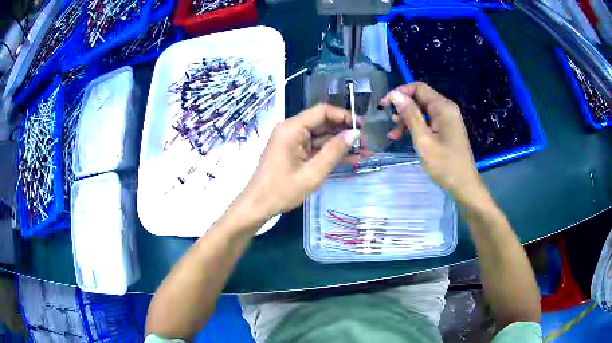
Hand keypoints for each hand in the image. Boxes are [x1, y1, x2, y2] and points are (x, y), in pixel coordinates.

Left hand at [239, 104, 359, 220]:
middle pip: (322, 122)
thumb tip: (355, 133)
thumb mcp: (312, 173)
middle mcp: (291, 129)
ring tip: (362, 152)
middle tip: (365, 143)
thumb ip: (334, 152)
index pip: (322, 111)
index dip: (344, 116)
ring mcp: (292, 141)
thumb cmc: (281, 191)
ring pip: (321, 136)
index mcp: (292, 129)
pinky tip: (349, 159)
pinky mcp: (293, 151)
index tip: (362, 127)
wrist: (257, 206)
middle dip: (344, 131)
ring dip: (340, 144)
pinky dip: (329, 152)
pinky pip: (314, 147)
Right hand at [381, 82, 489, 207]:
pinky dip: (415, 127)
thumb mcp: (424, 140)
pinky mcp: (446, 129)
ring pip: (422, 110)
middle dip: (403, 108)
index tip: (385, 105)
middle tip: (389, 124)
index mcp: (443, 107)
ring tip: (394, 134)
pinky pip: (428, 121)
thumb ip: (410, 115)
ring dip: (407, 119)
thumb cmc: (445, 165)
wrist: (464, 186)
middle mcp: (446, 109)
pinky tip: (404, 137)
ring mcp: (447, 119)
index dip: (400, 92)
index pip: (418, 88)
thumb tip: (395, 94)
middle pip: (420, 98)